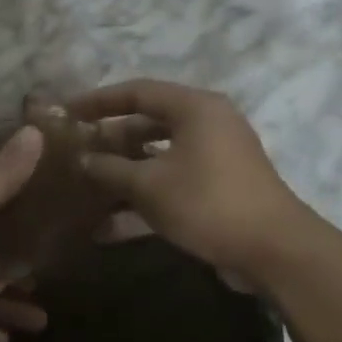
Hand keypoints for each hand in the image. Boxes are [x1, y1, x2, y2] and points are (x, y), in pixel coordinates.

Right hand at [68, 79, 308, 276]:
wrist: (273, 250)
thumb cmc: (207, 202)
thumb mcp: (149, 185)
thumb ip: (110, 168)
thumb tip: (83, 159)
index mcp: (195, 108)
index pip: (137, 91)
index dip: (98, 101)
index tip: (67, 112)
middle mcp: (206, 125)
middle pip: (146, 124)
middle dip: (108, 141)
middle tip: (74, 152)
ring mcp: (213, 159)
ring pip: (157, 157)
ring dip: (122, 173)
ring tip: (84, 187)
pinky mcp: (216, 189)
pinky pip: (170, 184)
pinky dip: (143, 199)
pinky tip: (107, 226)